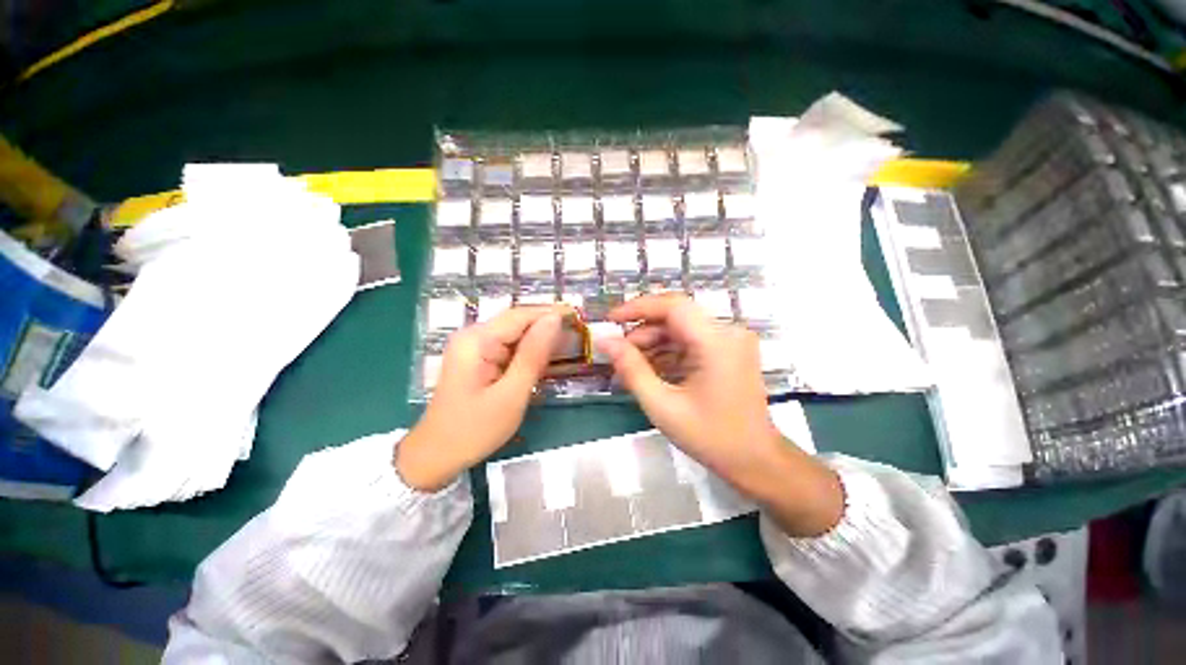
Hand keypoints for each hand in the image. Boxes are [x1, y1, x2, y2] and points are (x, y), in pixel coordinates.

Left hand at [397, 306, 565, 491]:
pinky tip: (544, 360)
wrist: (436, 456)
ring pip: (515, 334)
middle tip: (578, 334)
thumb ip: (533, 355)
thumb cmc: (474, 430)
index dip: (551, 312)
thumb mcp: (511, 394)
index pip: (520, 315)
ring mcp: (473, 347)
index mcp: (477, 340)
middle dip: (547, 326)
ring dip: (540, 339)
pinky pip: (508, 347)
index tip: (579, 316)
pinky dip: (528, 352)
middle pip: (517, 322)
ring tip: (568, 345)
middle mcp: (473, 336)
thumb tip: (554, 320)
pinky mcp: (478, 359)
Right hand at [597, 294, 843, 536]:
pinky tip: (651, 370)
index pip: (673, 306)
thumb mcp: (662, 406)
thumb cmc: (710, 437)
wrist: (755, 460)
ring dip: (653, 344)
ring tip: (631, 367)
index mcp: (717, 342)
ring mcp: (730, 341)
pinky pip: (690, 341)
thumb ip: (631, 369)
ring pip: (680, 329)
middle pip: (675, 317)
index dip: (638, 307)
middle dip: (643, 333)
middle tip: (618, 354)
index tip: (610, 320)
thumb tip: (605, 341)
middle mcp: (728, 332)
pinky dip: (668, 352)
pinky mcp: (728, 350)